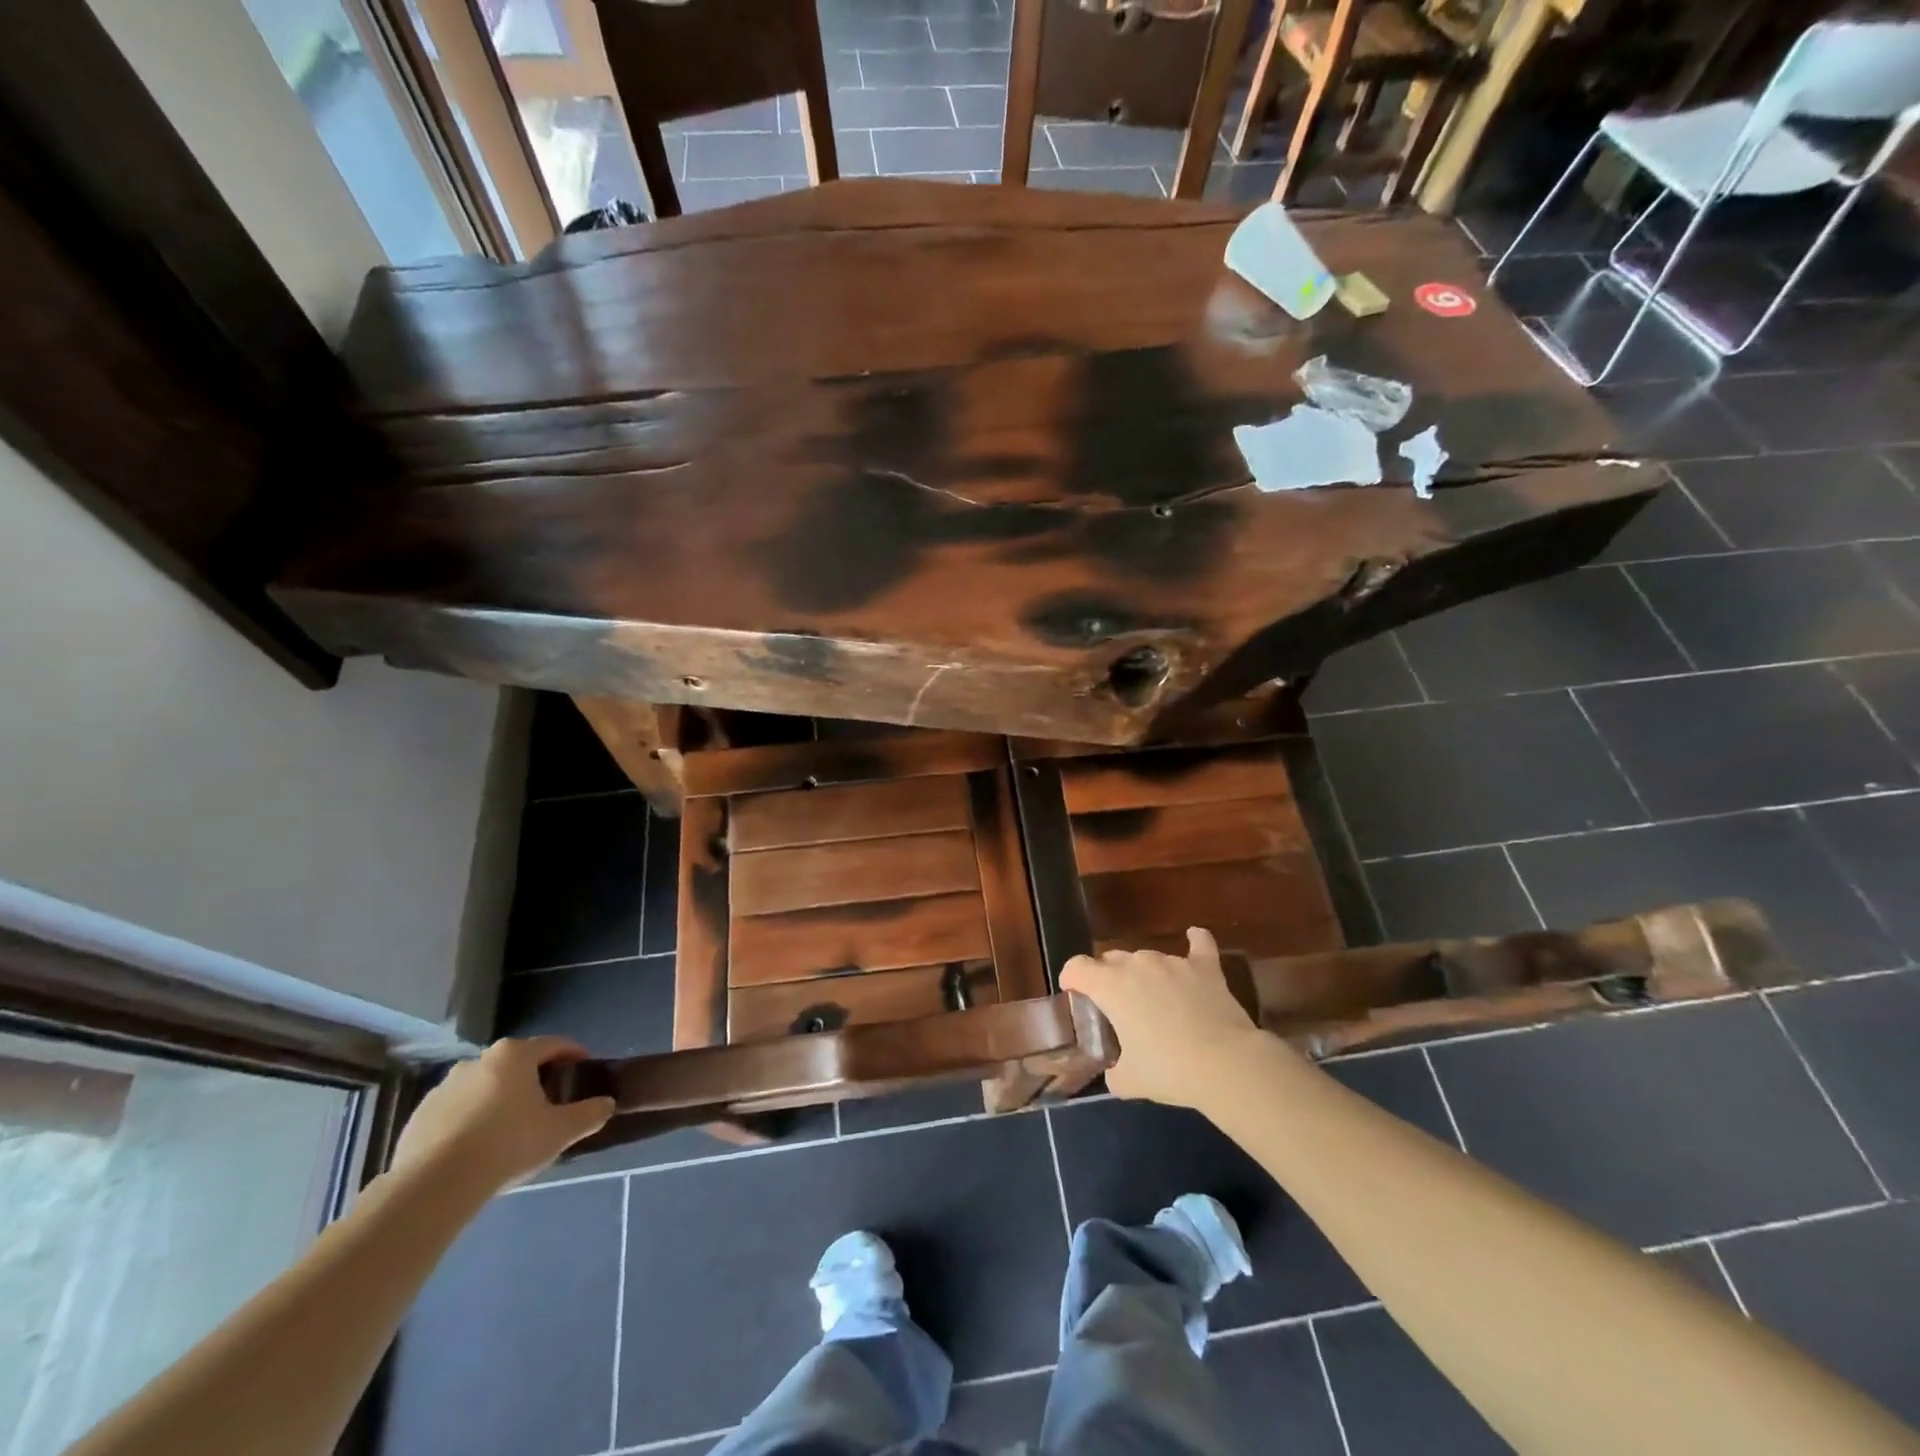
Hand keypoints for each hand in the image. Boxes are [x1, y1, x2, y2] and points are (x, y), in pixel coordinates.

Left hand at [390, 1037, 614, 1193]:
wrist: (434, 1186)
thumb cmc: (508, 1144)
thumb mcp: (561, 1131)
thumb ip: (589, 1114)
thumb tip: (607, 1104)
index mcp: (514, 1055)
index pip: (554, 1044)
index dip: (574, 1054)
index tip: (584, 1069)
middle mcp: (478, 1061)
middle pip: (516, 1064)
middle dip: (534, 1080)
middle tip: (548, 1104)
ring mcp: (443, 1088)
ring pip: (484, 1087)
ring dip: (499, 1100)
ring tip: (509, 1130)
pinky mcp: (419, 1117)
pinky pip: (456, 1111)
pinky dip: (470, 1121)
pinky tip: (477, 1148)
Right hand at [1060, 928, 1265, 1108]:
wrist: (1225, 1065)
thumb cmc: (1168, 1070)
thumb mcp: (1129, 1081)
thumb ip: (1115, 1072)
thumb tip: (1117, 1072)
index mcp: (1110, 986)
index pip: (1077, 967)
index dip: (1071, 979)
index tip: (1075, 995)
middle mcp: (1137, 964)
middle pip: (1111, 959)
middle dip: (1108, 978)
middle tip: (1118, 1009)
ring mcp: (1173, 962)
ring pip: (1148, 958)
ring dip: (1144, 974)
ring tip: (1156, 1001)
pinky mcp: (1205, 968)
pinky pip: (1199, 945)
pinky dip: (1195, 942)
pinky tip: (1194, 938)